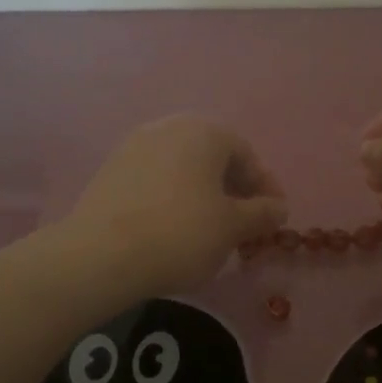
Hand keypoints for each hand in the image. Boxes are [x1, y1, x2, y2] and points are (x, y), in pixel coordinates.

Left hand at [69, 116, 287, 293]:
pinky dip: (175, 200)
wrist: (102, 255)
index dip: (265, 187)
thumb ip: (262, 214)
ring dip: (205, 196)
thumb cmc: (181, 233)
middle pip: (213, 158)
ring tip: (212, 231)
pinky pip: (157, 181)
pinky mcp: (111, 171)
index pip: (246, 154)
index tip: (273, 218)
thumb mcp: (233, 227)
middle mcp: (168, 128)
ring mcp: (134, 147)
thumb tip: (279, 208)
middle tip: (245, 225)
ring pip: (184, 169)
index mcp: (204, 132)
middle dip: (234, 191)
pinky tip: (176, 230)